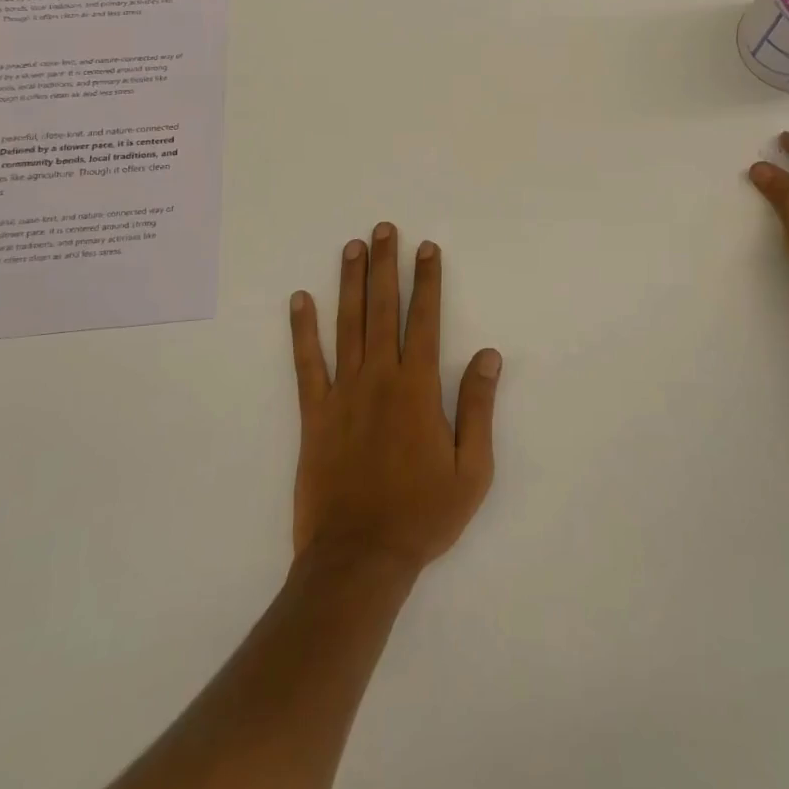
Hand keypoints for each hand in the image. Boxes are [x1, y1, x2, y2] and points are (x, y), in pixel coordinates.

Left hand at [289, 223, 502, 575]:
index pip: (425, 319)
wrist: (359, 559)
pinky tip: (300, 299)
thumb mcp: (472, 469)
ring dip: (350, 283)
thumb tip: (489, 355)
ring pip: (347, 325)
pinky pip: (306, 364)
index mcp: (417, 388)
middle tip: (385, 229)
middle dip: (386, 266)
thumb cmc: (422, 515)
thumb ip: (478, 407)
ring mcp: (342, 393)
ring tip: (352, 247)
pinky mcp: (314, 414)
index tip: (427, 248)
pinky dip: (302, 330)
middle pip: (383, 309)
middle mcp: (379, 378)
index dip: (427, 281)